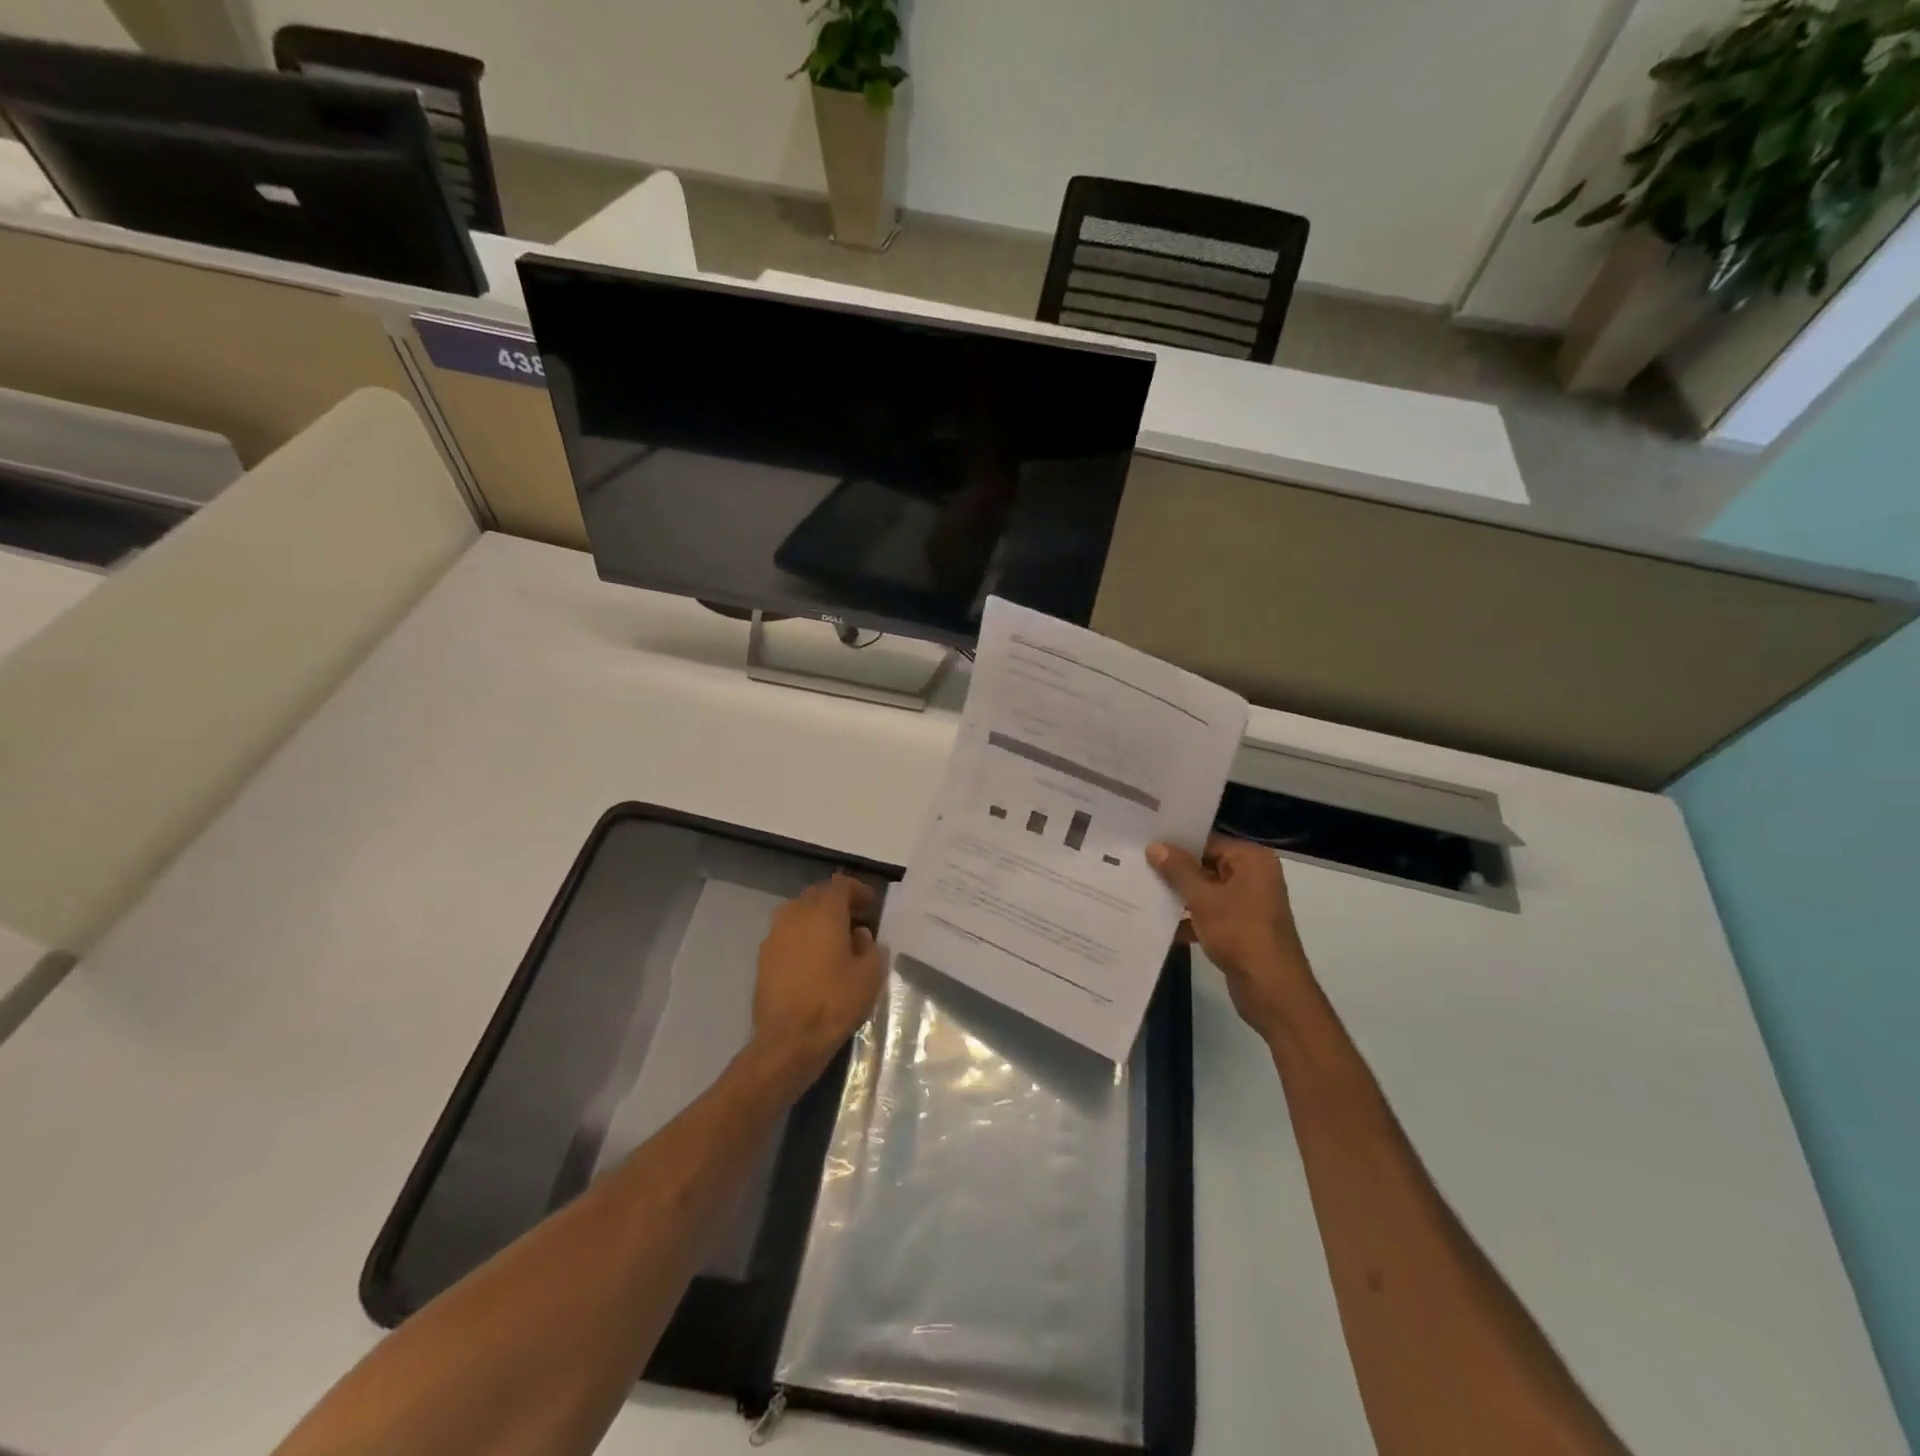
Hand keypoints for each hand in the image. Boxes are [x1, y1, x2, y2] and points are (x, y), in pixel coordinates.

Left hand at [751, 874, 887, 1087]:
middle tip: (855, 922)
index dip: (858, 890)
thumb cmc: (834, 1003)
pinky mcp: (763, 956)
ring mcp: (775, 934)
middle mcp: (795, 914)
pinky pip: (787, 934)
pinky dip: (802, 938)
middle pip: (817, 895)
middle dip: (837, 903)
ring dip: (817, 919)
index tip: (871, 907)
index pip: (841, 884)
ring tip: (834, 942)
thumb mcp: (869, 975)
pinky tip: (813, 961)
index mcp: (824, 913)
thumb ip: (871, 947)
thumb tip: (860, 936)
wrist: (787, 1041)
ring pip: (799, 913)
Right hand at [1148, 835, 1310, 1037]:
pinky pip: (1210, 914)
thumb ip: (1178, 870)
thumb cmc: (1240, 934)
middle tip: (1137, 866)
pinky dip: (1190, 919)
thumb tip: (1155, 846)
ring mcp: (1248, 903)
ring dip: (1179, 897)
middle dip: (1174, 872)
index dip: (1176, 844)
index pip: (1207, 841)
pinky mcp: (1241, 927)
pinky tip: (1160, 925)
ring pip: (1206, 891)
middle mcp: (1253, 875)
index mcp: (1251, 860)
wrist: (1272, 989)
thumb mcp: (1203, 899)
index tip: (1144, 844)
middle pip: (1206, 865)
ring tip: (1141, 892)